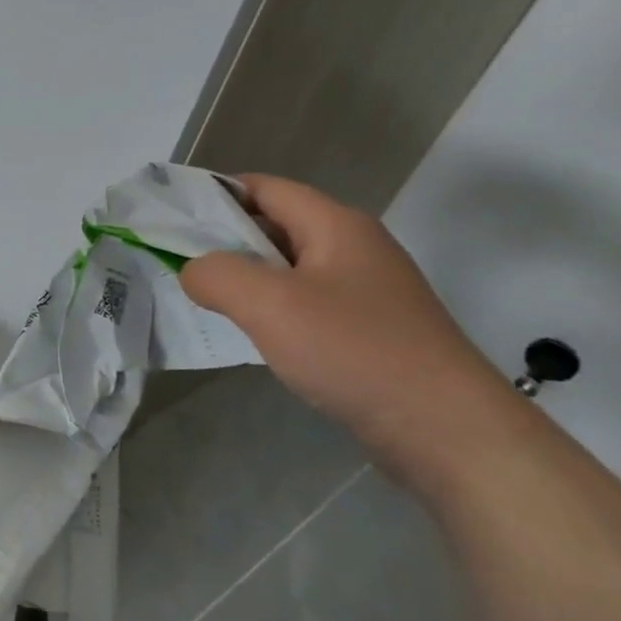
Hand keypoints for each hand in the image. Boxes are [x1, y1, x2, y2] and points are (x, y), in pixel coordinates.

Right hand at [179, 174, 512, 479]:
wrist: (448, 432)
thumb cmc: (355, 351)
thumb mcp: (270, 304)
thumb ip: (216, 275)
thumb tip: (193, 271)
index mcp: (335, 225)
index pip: (264, 188)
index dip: (216, 194)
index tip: (172, 216)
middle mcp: (353, 247)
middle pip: (275, 225)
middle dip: (223, 239)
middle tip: (176, 260)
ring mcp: (365, 291)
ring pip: (288, 268)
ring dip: (245, 277)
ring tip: (202, 296)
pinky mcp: (369, 329)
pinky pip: (305, 303)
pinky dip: (271, 308)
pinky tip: (249, 332)